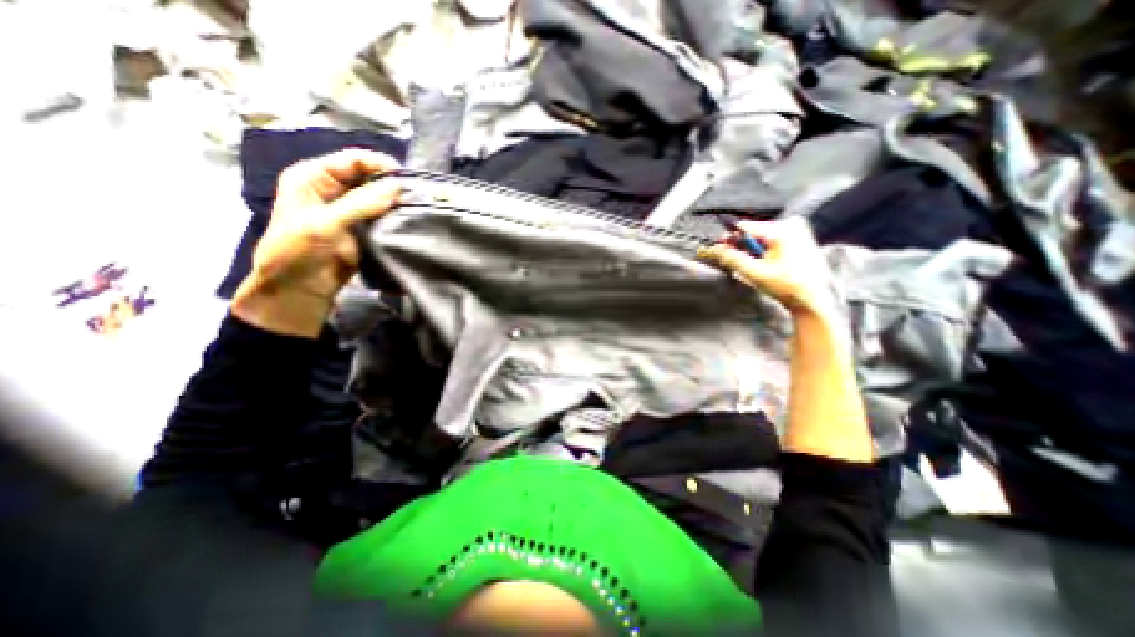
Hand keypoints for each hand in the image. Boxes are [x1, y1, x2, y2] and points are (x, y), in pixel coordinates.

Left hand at [232, 150, 400, 338]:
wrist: (301, 287)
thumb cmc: (298, 251)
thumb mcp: (324, 224)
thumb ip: (360, 204)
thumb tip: (397, 187)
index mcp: (314, 177)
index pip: (351, 160)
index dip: (377, 164)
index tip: (405, 177)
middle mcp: (334, 189)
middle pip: (368, 177)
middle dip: (390, 183)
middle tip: (415, 193)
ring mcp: (350, 209)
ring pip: (378, 196)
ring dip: (395, 200)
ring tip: (416, 205)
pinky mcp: (364, 227)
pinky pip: (383, 215)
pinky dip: (395, 216)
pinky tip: (409, 218)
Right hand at [697, 216, 835, 318]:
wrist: (813, 299)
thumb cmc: (786, 286)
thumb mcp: (754, 273)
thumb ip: (732, 259)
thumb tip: (713, 249)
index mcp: (781, 230)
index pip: (745, 227)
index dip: (729, 238)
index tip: (718, 250)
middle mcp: (791, 224)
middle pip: (753, 232)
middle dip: (741, 246)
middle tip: (733, 261)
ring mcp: (798, 230)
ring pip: (762, 237)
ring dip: (751, 250)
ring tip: (750, 266)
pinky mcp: (801, 238)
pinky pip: (772, 240)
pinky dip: (763, 250)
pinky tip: (763, 264)